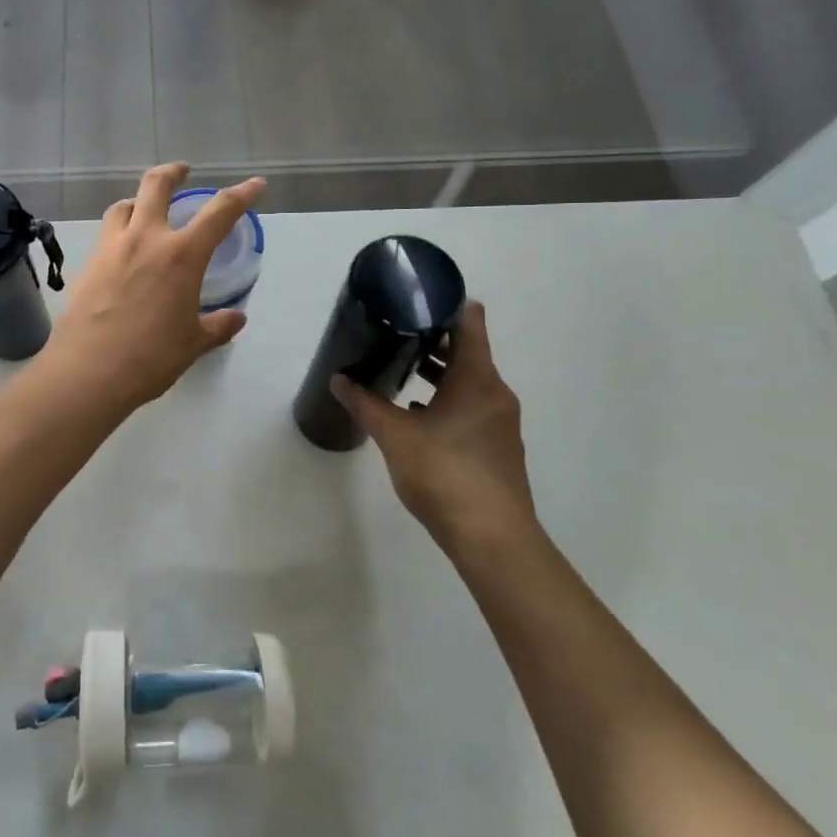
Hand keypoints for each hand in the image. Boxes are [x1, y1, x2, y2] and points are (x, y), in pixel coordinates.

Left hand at [42, 163, 263, 413]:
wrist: (88, 371)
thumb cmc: (150, 358)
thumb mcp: (192, 343)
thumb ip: (217, 326)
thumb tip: (237, 318)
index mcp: (181, 255)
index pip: (220, 212)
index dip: (242, 194)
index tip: (255, 185)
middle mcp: (145, 239)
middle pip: (156, 184)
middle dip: (173, 172)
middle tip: (182, 172)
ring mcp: (111, 248)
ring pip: (123, 205)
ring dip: (138, 201)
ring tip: (144, 211)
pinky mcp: (87, 264)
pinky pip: (106, 234)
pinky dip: (119, 231)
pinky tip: (122, 253)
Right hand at [333, 302, 537, 552]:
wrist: (493, 539)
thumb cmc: (445, 475)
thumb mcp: (395, 435)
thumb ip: (365, 404)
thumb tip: (338, 379)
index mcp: (477, 378)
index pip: (469, 321)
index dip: (444, 304)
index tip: (413, 297)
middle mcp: (494, 392)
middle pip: (466, 350)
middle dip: (431, 338)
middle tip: (393, 330)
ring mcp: (498, 421)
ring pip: (467, 381)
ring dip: (437, 372)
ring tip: (398, 367)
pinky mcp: (495, 447)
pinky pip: (469, 406)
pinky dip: (444, 400)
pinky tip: (414, 414)